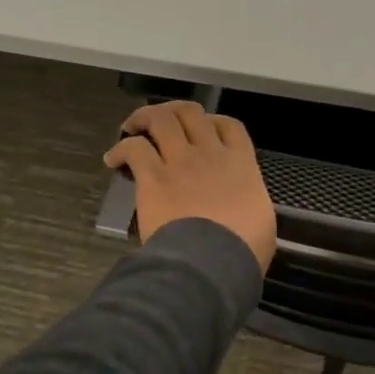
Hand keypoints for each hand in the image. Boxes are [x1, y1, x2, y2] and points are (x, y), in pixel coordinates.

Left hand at [104, 101, 277, 271]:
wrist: (211, 261)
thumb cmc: (243, 249)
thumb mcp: (261, 221)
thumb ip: (250, 202)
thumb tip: (244, 207)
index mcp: (241, 163)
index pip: (229, 125)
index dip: (214, 121)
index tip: (204, 130)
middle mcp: (210, 153)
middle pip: (190, 113)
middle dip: (173, 112)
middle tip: (161, 124)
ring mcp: (180, 162)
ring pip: (160, 119)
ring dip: (143, 118)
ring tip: (131, 127)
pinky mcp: (153, 177)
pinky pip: (134, 148)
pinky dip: (120, 150)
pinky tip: (113, 160)